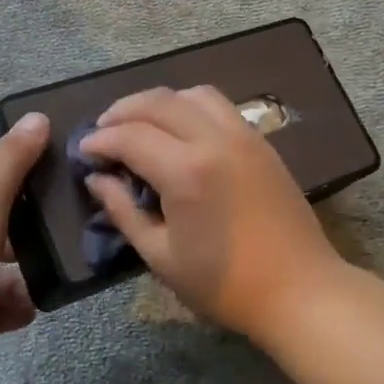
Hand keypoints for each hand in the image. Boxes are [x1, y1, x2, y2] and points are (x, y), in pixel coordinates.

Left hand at [0, 112, 48, 380]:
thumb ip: (12, 159)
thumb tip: (38, 114)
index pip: (1, 189)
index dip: (32, 182)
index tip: (70, 179)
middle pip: (10, 232)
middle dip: (41, 233)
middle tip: (83, 229)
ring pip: (13, 273)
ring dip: (37, 273)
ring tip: (72, 267)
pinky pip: (7, 309)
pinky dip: (24, 306)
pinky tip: (44, 300)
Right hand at [79, 86, 345, 335]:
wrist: (299, 290)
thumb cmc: (225, 285)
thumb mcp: (161, 256)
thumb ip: (124, 211)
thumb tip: (97, 180)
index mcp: (186, 171)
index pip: (130, 136)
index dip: (100, 140)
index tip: (83, 151)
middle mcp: (214, 140)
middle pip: (158, 101)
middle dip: (122, 111)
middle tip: (102, 131)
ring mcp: (242, 136)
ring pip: (191, 94)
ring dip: (158, 102)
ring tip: (140, 124)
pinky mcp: (261, 141)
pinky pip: (218, 105)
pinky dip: (189, 106)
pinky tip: (179, 130)